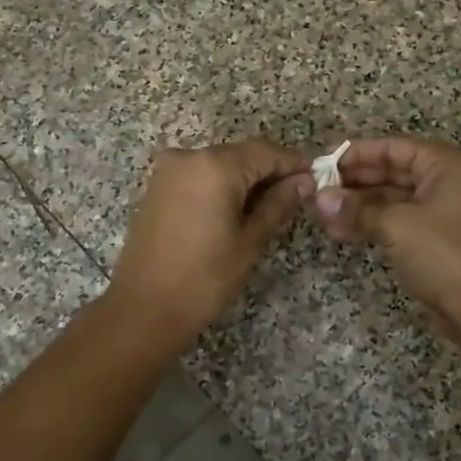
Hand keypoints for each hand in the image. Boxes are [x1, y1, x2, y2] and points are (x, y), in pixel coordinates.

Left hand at [104, 140, 310, 350]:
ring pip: (220, 163)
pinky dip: (221, 185)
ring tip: (270, 206)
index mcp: (215, 165)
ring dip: (246, 178)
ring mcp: (169, 170)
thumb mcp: (250, 241)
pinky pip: (199, 175)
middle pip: (242, 154)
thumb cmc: (205, 278)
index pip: (266, 152)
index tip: (317, 177)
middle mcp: (189, 156)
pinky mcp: (157, 187)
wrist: (144, 308)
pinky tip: (236, 208)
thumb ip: (278, 204)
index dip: (294, 163)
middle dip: (270, 171)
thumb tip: (303, 181)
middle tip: (298, 195)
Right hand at [310, 138, 460, 346]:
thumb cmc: (444, 253)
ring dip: (356, 205)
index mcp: (445, 165)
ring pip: (389, 198)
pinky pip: (394, 221)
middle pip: (390, 171)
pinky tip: (338, 230)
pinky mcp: (430, 239)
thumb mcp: (396, 225)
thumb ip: (356, 209)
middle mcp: (444, 182)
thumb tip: (319, 199)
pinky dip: (368, 223)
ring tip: (320, 213)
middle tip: (316, 188)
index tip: (322, 161)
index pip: (393, 147)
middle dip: (353, 181)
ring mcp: (438, 212)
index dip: (356, 152)